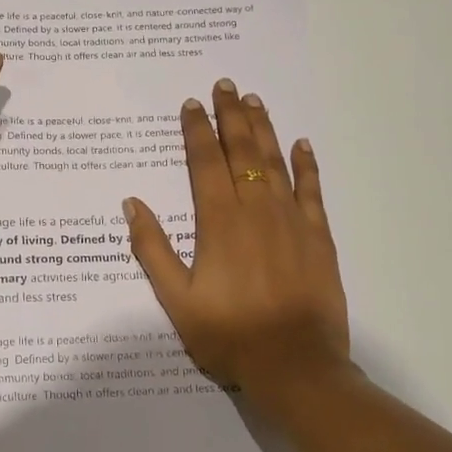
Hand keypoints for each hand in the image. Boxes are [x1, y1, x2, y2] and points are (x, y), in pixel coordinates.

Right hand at [125, 81, 350, 405]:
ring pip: (277, 161)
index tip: (191, 104)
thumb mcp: (175, 298)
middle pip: (243, 151)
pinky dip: (307, 164)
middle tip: (225, 85)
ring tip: (254, 101)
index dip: (197, 130)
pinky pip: (313, 190)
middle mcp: (256, 209)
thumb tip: (132, 203)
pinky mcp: (319, 236)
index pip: (205, 162)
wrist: (294, 365)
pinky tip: (302, 144)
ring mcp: (292, 220)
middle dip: (231, 115)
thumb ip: (152, 248)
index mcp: (219, 221)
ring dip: (264, 128)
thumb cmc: (228, 334)